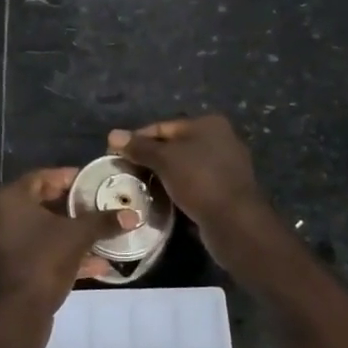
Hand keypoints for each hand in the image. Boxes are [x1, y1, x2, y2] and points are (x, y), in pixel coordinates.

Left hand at [0, 169, 136, 347]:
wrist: (16, 314)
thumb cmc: (43, 261)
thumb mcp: (78, 237)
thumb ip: (104, 222)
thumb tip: (134, 215)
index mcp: (11, 200)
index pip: (42, 177)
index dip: (69, 178)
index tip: (93, 183)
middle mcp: (0, 217)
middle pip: (42, 204)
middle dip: (74, 208)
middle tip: (99, 208)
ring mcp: (1, 246)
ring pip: (42, 232)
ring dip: (71, 235)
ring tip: (102, 237)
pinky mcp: (8, 270)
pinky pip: (39, 254)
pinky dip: (63, 255)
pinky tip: (95, 266)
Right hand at [107, 116, 272, 256]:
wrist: (235, 223)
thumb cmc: (199, 181)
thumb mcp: (165, 160)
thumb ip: (139, 147)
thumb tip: (112, 134)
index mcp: (208, 124)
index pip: (162, 127)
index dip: (136, 139)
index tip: (114, 155)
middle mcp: (220, 139)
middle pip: (173, 146)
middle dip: (148, 159)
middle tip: (124, 173)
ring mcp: (225, 166)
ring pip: (182, 166)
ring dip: (161, 176)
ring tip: (138, 187)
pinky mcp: (225, 190)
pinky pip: (193, 184)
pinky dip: (176, 188)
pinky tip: (160, 199)